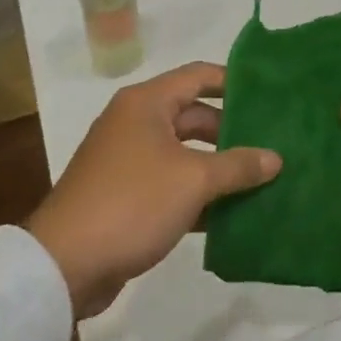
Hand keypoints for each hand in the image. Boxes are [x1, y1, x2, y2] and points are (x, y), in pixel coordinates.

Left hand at [26, 63, 280, 317]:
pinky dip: (197, 194)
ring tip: (260, 179)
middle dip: (231, 131)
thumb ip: (238, 166)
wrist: (65, 264)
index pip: (198, 76)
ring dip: (217, 167)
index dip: (233, 81)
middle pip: (193, 115)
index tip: (269, 93)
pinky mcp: (124, 195)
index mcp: (146, 103)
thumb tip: (275, 158)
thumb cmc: (132, 203)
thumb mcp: (193, 180)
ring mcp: (127, 160)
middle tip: (271, 143)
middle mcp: (135, 122)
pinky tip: (229, 214)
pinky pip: (170, 183)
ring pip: (183, 153)